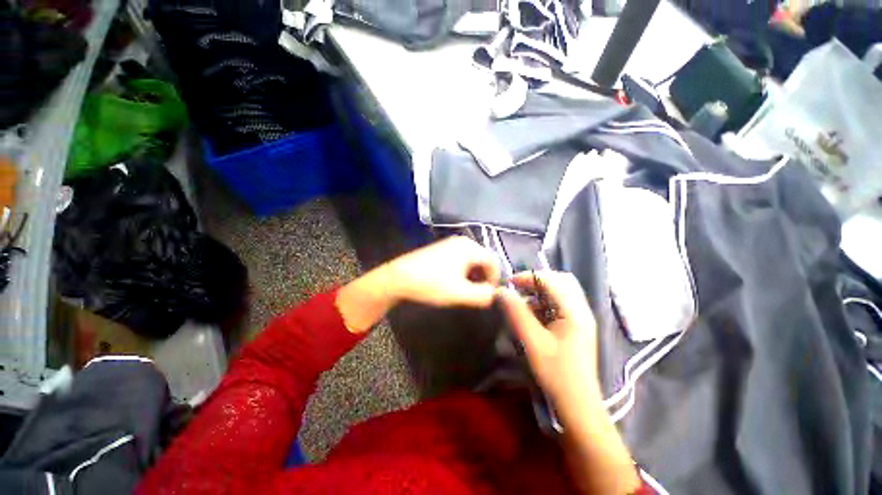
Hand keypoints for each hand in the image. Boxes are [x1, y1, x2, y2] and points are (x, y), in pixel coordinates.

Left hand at [336, 237, 499, 332]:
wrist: (398, 277)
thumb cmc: (431, 284)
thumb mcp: (460, 293)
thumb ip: (483, 295)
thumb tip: (494, 294)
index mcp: (469, 248)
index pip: (494, 261)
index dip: (495, 279)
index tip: (488, 295)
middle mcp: (462, 242)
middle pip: (483, 259)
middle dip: (484, 277)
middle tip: (477, 294)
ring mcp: (450, 244)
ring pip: (472, 260)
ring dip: (474, 276)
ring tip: (466, 290)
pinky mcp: (441, 249)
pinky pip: (461, 259)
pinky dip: (464, 271)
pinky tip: (454, 283)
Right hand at [498, 271, 639, 493]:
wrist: (578, 405)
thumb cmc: (555, 374)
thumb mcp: (532, 342)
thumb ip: (516, 313)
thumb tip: (502, 291)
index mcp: (574, 312)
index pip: (552, 280)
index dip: (529, 277)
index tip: (510, 284)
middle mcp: (582, 310)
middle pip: (561, 281)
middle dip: (537, 281)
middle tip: (518, 289)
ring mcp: (581, 318)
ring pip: (561, 292)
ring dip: (540, 292)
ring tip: (522, 304)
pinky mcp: (577, 327)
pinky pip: (560, 304)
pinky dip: (544, 303)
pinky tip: (533, 316)